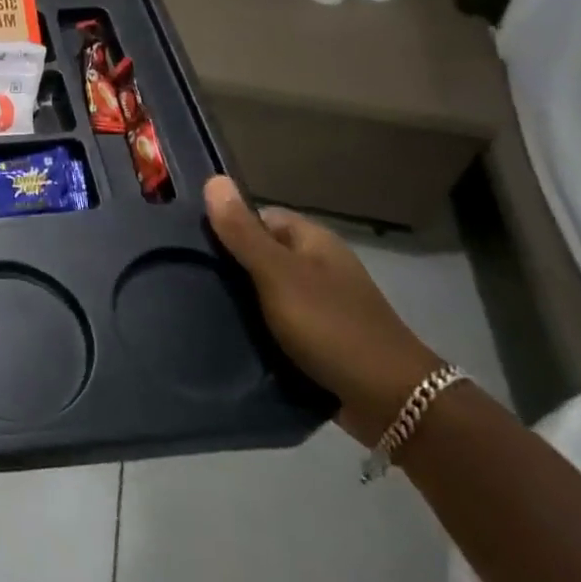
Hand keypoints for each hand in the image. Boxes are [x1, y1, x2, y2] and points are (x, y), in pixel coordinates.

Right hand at [203, 176, 439, 443]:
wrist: (391, 402)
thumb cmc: (332, 326)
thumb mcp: (278, 274)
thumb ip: (243, 232)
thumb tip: (213, 179)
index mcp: (313, 241)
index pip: (258, 217)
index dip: (226, 225)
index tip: (191, 244)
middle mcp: (318, 266)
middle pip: (260, 253)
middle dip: (228, 266)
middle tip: (188, 278)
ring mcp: (320, 304)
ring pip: (265, 291)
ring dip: (239, 301)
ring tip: (198, 308)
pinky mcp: (318, 339)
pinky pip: (276, 323)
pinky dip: (255, 329)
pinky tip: (229, 337)